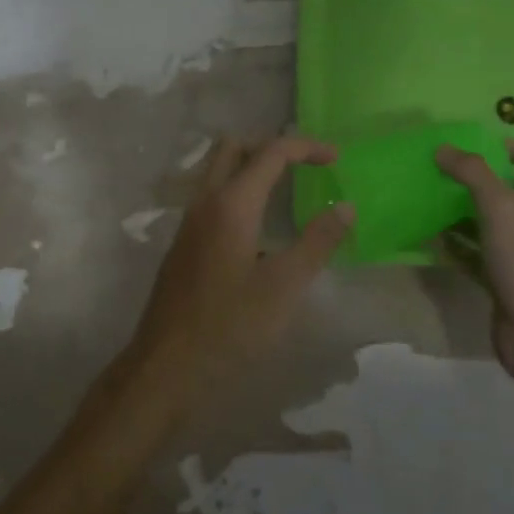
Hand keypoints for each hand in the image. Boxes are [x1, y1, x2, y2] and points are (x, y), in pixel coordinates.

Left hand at [129, 136, 354, 379]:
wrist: (166, 366)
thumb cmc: (230, 325)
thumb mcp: (285, 286)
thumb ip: (318, 242)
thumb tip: (347, 207)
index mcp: (232, 203)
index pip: (271, 151)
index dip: (307, 147)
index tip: (336, 158)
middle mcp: (205, 201)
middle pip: (235, 147)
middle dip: (271, 146)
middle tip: (304, 166)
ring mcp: (189, 221)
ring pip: (218, 170)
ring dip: (252, 167)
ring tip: (287, 190)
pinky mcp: (184, 243)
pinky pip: (212, 196)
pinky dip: (238, 191)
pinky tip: (259, 227)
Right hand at [436, 139, 513, 379]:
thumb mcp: (502, 210)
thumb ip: (473, 174)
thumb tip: (443, 149)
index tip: (483, 147)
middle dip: (483, 181)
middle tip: (448, 173)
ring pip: (496, 224)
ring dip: (466, 212)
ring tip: (434, 201)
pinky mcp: (510, 281)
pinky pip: (482, 254)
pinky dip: (460, 244)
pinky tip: (432, 238)